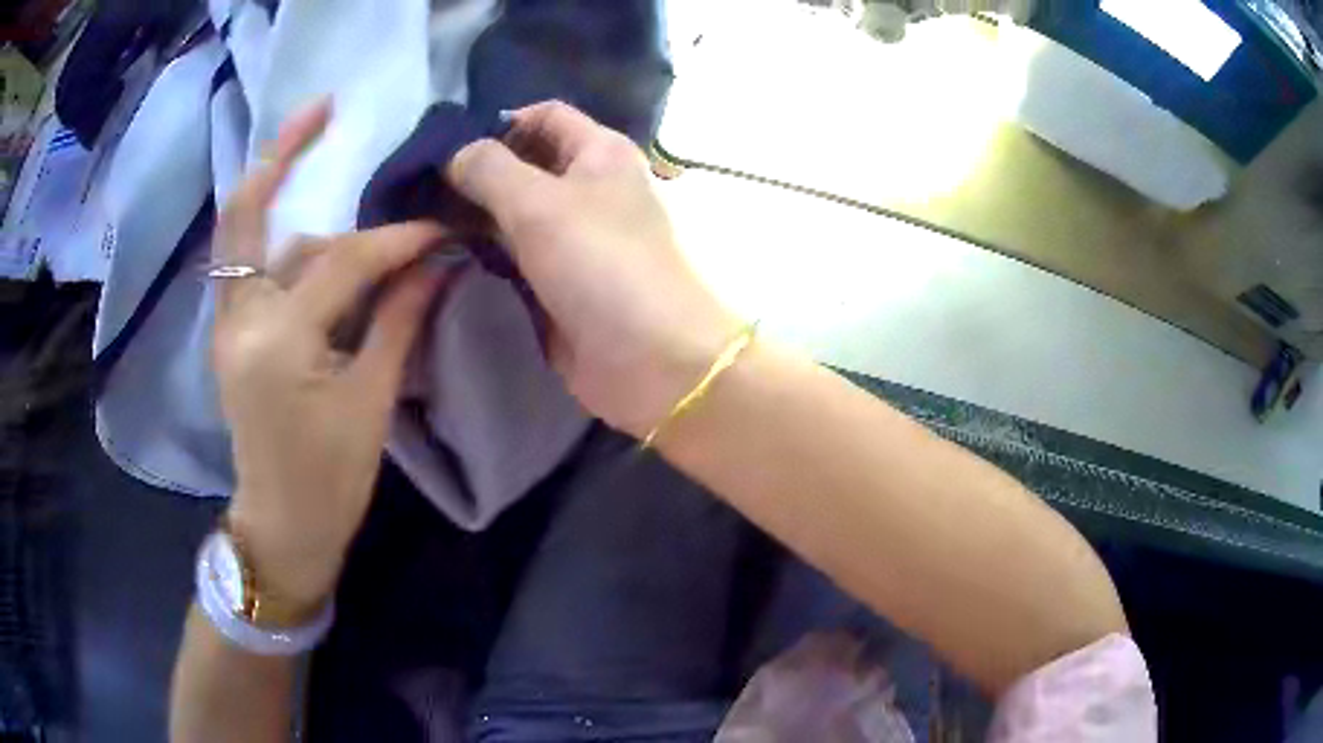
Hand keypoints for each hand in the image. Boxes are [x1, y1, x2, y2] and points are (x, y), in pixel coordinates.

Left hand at [212, 100, 451, 609]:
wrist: (282, 528)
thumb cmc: (330, 481)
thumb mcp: (371, 403)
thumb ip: (399, 320)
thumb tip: (438, 262)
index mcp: (278, 342)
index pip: (343, 261)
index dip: (396, 239)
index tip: (438, 227)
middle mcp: (239, 319)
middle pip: (249, 215)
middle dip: (281, 154)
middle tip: (322, 107)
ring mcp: (226, 325)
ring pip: (254, 240)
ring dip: (298, 214)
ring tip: (340, 197)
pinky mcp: (230, 335)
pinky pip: (248, 267)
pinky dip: (275, 237)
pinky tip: (308, 230)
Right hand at [447, 101, 740, 437]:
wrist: (651, 360)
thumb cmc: (602, 264)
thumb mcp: (539, 202)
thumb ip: (490, 169)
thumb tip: (456, 154)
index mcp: (599, 152)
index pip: (544, 116)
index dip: (498, 124)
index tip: (447, 150)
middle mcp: (588, 187)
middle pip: (525, 164)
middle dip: (477, 173)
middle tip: (420, 190)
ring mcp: (573, 238)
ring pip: (515, 212)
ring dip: (475, 216)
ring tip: (421, 221)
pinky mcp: (559, 281)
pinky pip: (515, 255)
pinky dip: (485, 252)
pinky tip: (443, 254)